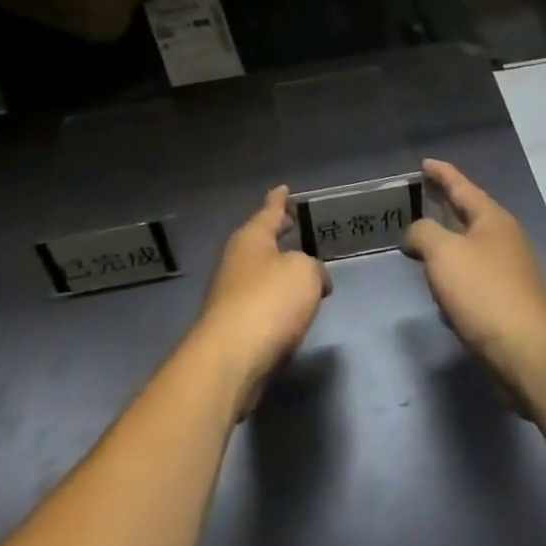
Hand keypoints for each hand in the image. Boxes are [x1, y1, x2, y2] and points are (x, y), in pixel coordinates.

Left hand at [191, 187, 330, 415]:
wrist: (233, 357)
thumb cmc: (270, 301)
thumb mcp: (305, 273)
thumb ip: (313, 268)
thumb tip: (314, 280)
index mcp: (252, 238)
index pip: (269, 211)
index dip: (279, 200)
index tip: (283, 188)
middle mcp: (237, 260)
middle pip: (260, 240)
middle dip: (277, 233)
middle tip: (292, 224)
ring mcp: (231, 293)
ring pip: (260, 272)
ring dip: (277, 269)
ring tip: (299, 269)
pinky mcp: (233, 325)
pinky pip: (260, 301)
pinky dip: (275, 299)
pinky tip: (289, 308)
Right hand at [402, 160, 545, 398]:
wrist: (528, 353)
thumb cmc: (484, 292)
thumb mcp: (443, 252)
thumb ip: (422, 233)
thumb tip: (416, 236)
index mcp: (492, 219)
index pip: (462, 186)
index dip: (441, 173)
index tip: (424, 163)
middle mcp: (504, 240)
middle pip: (468, 214)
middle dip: (443, 206)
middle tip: (420, 196)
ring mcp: (508, 273)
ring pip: (469, 249)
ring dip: (446, 245)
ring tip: (421, 244)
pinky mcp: (506, 303)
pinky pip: (472, 280)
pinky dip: (454, 279)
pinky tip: (439, 293)